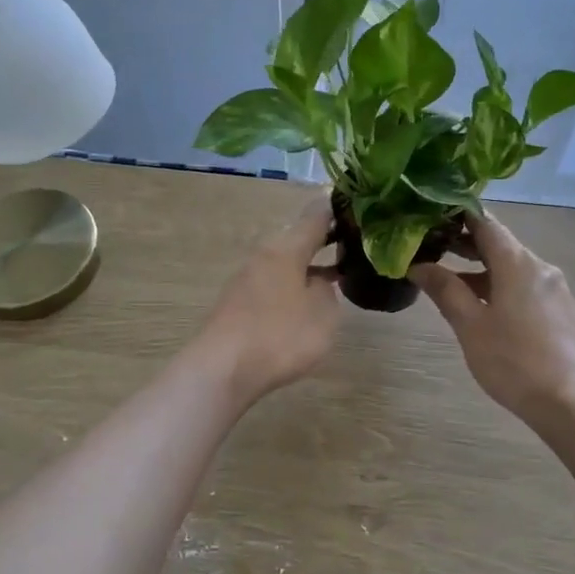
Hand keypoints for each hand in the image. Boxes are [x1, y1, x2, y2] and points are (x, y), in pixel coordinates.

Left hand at [193, 195, 341, 403]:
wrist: (221, 369)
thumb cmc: (279, 335)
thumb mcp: (322, 313)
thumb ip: (327, 291)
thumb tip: (317, 283)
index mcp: (286, 249)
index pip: (315, 217)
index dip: (335, 209)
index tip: (352, 203)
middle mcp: (264, 256)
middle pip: (297, 240)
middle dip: (322, 242)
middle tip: (351, 245)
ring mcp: (246, 280)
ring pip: (284, 265)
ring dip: (307, 268)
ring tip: (333, 278)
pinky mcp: (237, 305)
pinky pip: (272, 286)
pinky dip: (291, 288)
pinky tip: (302, 306)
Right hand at [410, 214, 574, 432]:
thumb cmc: (515, 361)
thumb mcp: (471, 326)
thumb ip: (445, 290)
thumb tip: (418, 264)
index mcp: (517, 263)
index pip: (484, 222)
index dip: (456, 215)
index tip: (429, 216)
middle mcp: (540, 267)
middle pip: (499, 243)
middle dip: (465, 243)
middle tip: (431, 247)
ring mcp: (556, 290)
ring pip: (513, 267)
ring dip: (482, 269)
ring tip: (450, 282)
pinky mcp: (563, 312)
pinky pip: (526, 287)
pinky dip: (501, 286)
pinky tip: (485, 308)